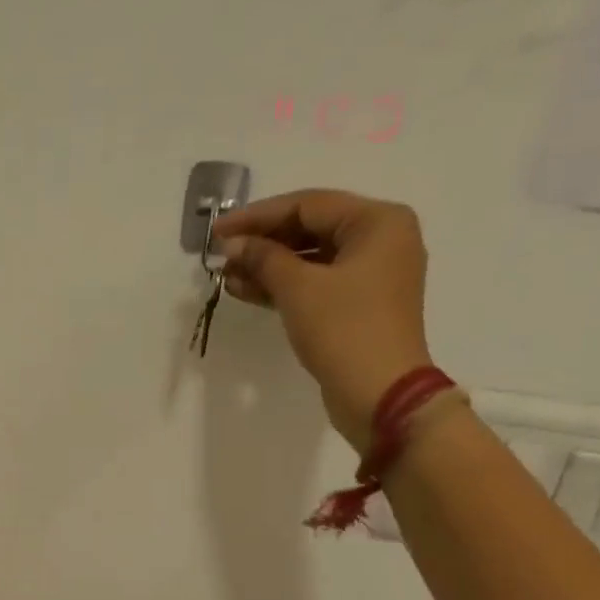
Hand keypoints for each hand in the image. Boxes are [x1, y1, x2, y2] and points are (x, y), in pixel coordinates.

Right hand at [213, 188, 432, 452]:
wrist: (379, 394)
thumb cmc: (344, 330)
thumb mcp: (298, 288)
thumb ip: (263, 258)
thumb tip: (234, 245)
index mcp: (378, 222)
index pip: (308, 205)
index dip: (258, 216)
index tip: (218, 231)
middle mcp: (381, 240)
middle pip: (310, 229)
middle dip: (262, 242)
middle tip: (221, 255)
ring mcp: (371, 275)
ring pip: (310, 259)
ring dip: (267, 266)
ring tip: (227, 276)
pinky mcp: (358, 305)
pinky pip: (315, 283)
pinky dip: (283, 286)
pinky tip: (245, 290)